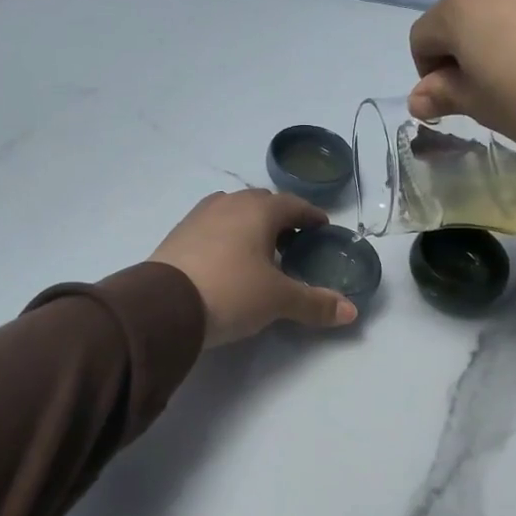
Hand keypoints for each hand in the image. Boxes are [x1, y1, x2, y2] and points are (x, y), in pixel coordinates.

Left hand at [151, 190, 358, 346]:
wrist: (164, 306)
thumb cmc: (231, 292)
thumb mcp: (278, 300)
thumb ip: (315, 304)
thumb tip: (351, 312)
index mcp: (258, 210)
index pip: (293, 205)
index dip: (311, 216)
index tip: (322, 227)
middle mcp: (228, 204)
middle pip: (261, 203)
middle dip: (280, 218)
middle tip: (292, 242)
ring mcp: (198, 217)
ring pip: (233, 212)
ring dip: (249, 225)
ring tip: (259, 251)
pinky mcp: (177, 236)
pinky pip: (211, 227)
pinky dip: (226, 237)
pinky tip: (226, 260)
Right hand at [407, 0, 515, 160]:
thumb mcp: (488, 110)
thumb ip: (447, 96)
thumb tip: (419, 96)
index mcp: (461, 5)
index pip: (424, 37)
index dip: (432, 73)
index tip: (459, 100)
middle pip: (468, 8)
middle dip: (473, 43)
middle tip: (503, 84)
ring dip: (514, 22)